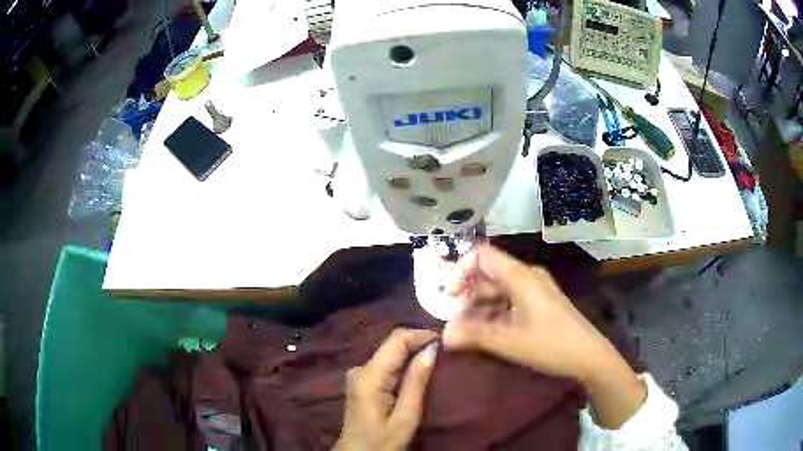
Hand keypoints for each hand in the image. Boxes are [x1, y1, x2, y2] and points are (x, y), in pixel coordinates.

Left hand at [333, 329, 438, 450]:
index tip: (446, 340)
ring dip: (413, 352)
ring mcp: (359, 374)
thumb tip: (432, 348)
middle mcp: (361, 368)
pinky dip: (405, 362)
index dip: (421, 334)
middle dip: (420, 342)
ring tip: (438, 356)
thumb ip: (417, 381)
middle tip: (446, 349)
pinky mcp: (362, 381)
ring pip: (391, 352)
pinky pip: (387, 363)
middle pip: (392, 344)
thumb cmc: (382, 442)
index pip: (396, 339)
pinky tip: (420, 368)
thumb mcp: (405, 416)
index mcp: (369, 375)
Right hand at [443, 244, 614, 381]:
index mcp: (520, 276)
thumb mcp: (508, 342)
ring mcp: (535, 289)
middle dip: (468, 295)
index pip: (482, 255)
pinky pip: (510, 300)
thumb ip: (473, 335)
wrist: (588, 355)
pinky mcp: (540, 302)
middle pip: (489, 274)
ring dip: (480, 307)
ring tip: (468, 331)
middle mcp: (527, 276)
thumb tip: (444, 335)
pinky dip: (495, 313)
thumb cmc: (549, 344)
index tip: (451, 297)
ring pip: (499, 289)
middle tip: (456, 321)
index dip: (462, 270)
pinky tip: (487, 332)